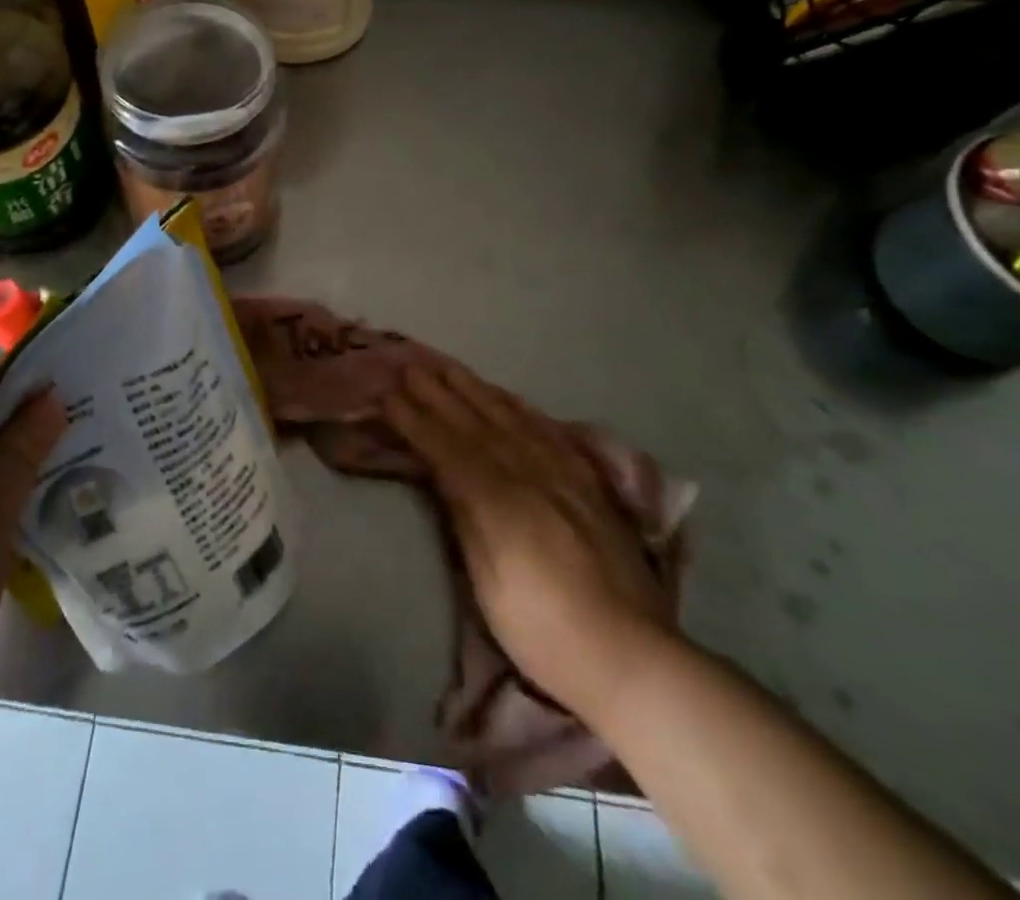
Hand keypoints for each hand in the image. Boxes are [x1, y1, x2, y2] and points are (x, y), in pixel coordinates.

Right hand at [384, 362, 675, 715]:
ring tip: (450, 368)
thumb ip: (465, 519)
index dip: (416, 420)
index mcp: (500, 501)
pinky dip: (521, 408)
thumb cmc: (542, 631)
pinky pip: (549, 430)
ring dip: (476, 389)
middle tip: (411, 365)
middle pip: (477, 423)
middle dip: (440, 392)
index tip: (388, 394)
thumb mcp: (487, 584)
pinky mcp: (589, 483)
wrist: (631, 656)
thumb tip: (441, 474)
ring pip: (512, 418)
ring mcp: (564, 474)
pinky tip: (508, 397)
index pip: (447, 448)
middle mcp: (531, 474)